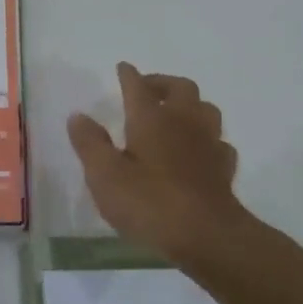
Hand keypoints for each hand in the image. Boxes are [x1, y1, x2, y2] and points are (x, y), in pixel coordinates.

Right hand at [67, 64, 244, 258]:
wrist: (208, 236)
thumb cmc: (149, 202)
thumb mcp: (104, 175)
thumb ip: (90, 143)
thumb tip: (78, 116)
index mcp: (151, 118)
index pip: (137, 86)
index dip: (128, 75)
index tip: (122, 67)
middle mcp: (183, 121)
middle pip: (180, 87)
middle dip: (162, 83)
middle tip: (147, 90)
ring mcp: (209, 143)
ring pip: (205, 108)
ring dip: (189, 105)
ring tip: (174, 115)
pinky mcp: (224, 167)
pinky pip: (218, 141)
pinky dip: (206, 138)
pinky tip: (197, 150)